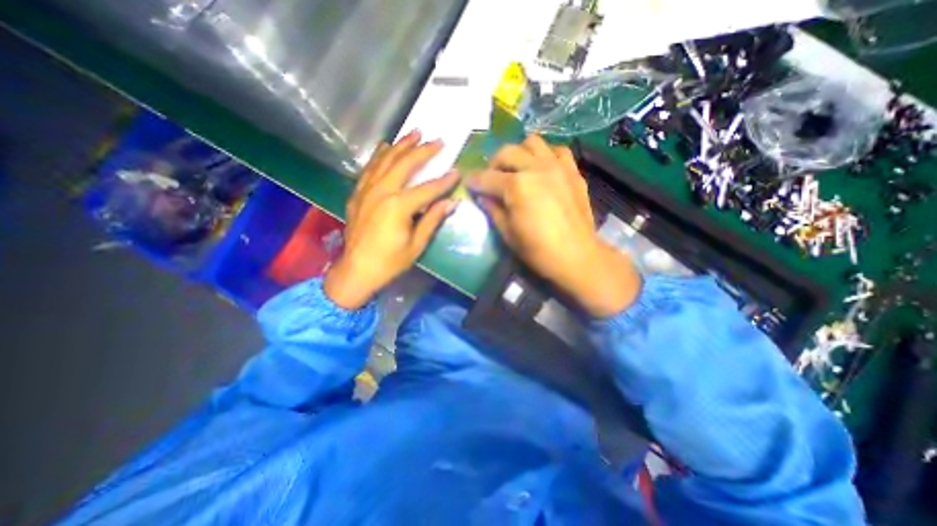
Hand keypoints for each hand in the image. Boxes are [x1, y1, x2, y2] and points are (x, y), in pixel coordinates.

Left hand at [326, 133, 459, 309]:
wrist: (356, 270)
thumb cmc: (389, 262)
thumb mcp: (416, 245)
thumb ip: (432, 220)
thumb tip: (451, 203)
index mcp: (398, 206)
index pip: (427, 189)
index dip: (444, 181)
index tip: (457, 171)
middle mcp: (381, 191)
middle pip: (404, 164)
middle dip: (422, 151)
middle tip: (437, 140)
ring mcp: (366, 190)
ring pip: (385, 160)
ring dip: (401, 145)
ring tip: (413, 132)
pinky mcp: (357, 194)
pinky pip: (369, 168)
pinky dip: (379, 155)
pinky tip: (385, 147)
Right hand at [473, 135, 641, 316]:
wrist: (576, 255)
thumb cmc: (538, 250)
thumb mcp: (507, 233)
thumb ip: (493, 210)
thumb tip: (483, 196)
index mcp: (516, 186)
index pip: (487, 177)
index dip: (474, 180)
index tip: (469, 183)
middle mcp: (535, 168)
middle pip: (507, 151)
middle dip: (494, 163)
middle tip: (493, 178)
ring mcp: (557, 166)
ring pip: (533, 142)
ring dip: (520, 153)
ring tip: (518, 169)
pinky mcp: (573, 171)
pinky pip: (557, 150)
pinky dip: (546, 155)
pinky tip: (542, 169)